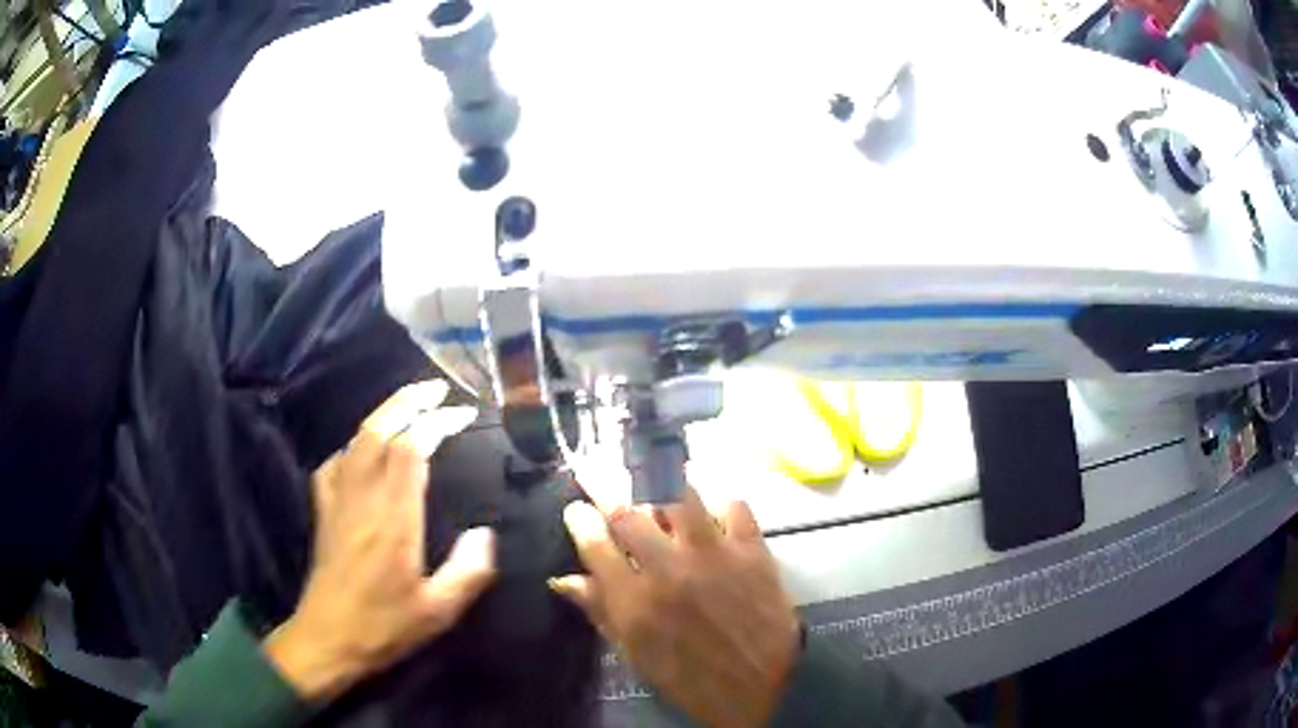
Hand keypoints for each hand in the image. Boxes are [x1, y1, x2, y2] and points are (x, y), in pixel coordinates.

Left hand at [265, 381, 494, 700]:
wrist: (327, 638)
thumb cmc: (384, 626)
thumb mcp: (438, 611)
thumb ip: (469, 571)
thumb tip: (486, 533)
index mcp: (393, 517)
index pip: (411, 449)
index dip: (437, 422)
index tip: (463, 413)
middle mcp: (362, 497)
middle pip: (378, 430)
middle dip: (407, 401)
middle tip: (437, 388)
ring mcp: (337, 500)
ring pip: (356, 440)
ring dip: (383, 415)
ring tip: (408, 407)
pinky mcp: (323, 511)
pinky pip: (335, 463)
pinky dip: (353, 446)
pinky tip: (363, 452)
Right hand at [551, 487, 799, 727]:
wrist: (764, 685)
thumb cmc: (691, 677)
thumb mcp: (636, 654)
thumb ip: (600, 612)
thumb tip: (564, 579)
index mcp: (635, 602)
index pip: (595, 544)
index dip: (579, 519)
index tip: (575, 507)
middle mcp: (669, 570)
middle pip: (628, 511)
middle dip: (604, 483)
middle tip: (598, 470)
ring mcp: (714, 555)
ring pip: (680, 495)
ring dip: (661, 482)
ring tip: (652, 475)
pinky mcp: (753, 550)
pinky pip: (733, 505)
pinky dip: (719, 502)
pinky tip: (711, 509)